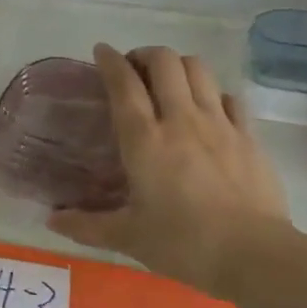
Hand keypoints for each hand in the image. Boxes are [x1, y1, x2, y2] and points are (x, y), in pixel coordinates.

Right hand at [49, 45, 287, 298]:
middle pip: (164, 61)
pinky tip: (207, 109)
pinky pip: (229, 96)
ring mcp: (219, 123)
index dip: (110, 61)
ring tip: (168, 82)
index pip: (124, 84)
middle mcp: (181, 120)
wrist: (255, 255)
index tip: (101, 52)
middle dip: (145, 55)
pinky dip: (212, 92)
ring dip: (178, 65)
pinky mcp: (249, 135)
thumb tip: (51, 220)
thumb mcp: (128, 238)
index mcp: (145, 140)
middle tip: (134, 71)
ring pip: (198, 68)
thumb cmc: (184, 244)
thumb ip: (87, 225)